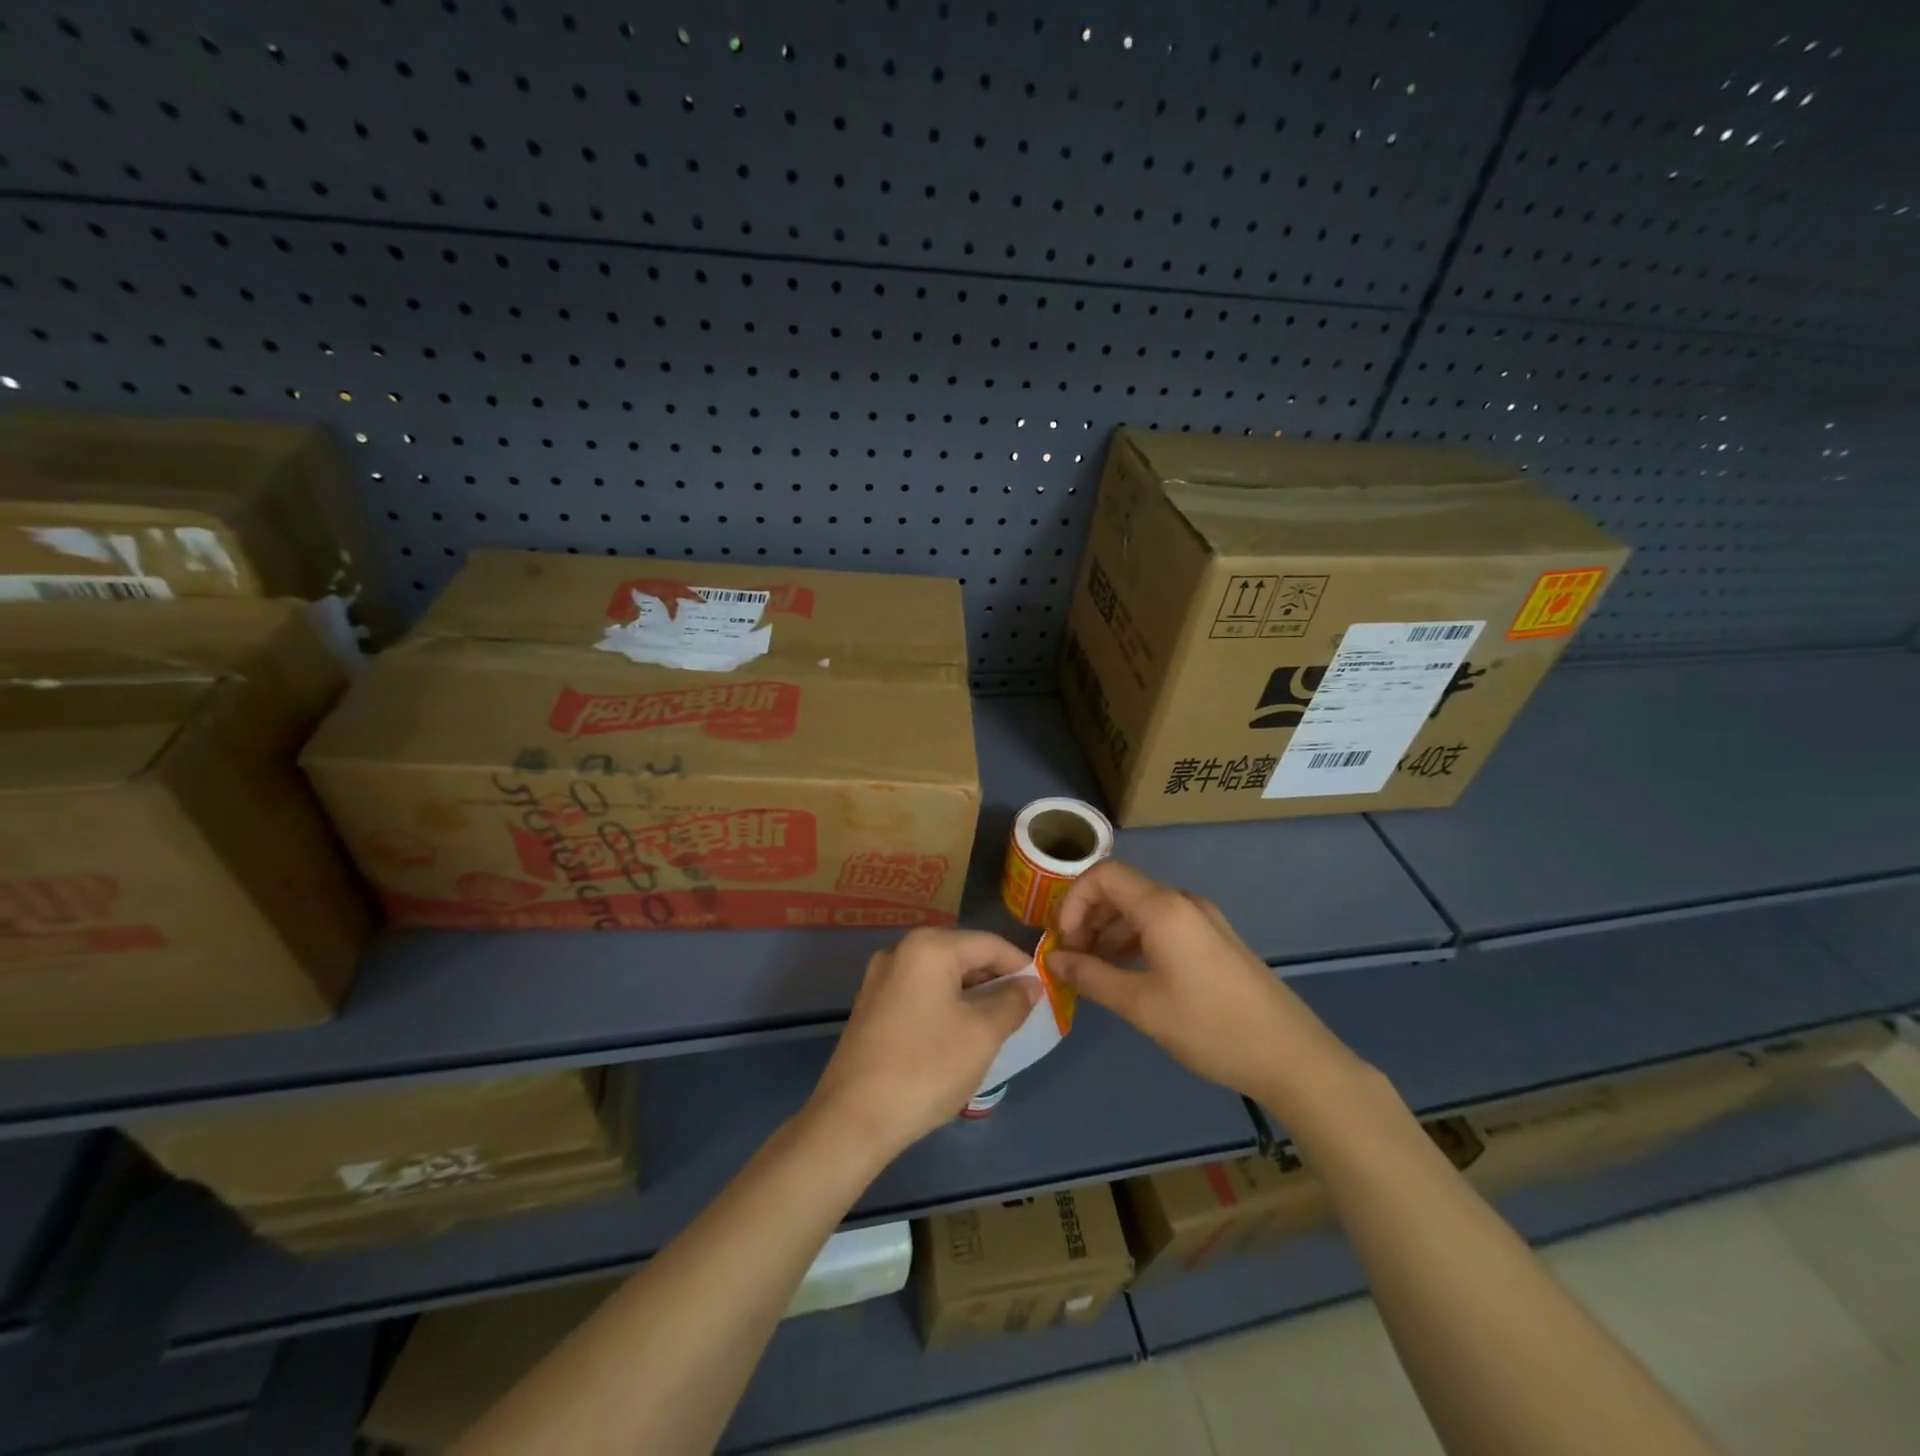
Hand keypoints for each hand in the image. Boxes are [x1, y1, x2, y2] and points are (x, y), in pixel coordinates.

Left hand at [806, 928, 1039, 1160]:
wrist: (853, 1118)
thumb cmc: (926, 1068)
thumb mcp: (982, 1035)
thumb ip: (1012, 1003)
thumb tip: (1030, 986)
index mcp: (929, 947)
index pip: (989, 944)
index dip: (1021, 965)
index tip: (1045, 990)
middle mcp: (900, 951)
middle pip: (962, 955)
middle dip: (995, 979)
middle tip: (1023, 1010)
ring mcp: (880, 978)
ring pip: (940, 976)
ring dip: (970, 995)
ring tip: (996, 1024)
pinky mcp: (870, 1006)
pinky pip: (919, 993)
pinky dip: (945, 1005)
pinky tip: (958, 1035)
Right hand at [1050, 859, 1352, 1103]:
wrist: (1292, 1056)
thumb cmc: (1210, 1027)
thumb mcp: (1141, 1006)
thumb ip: (1091, 977)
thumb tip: (1053, 960)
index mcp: (1163, 908)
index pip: (1103, 876)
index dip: (1073, 901)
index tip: (1064, 941)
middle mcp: (1183, 902)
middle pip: (1121, 889)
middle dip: (1089, 917)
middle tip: (1074, 958)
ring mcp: (1204, 919)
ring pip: (1142, 908)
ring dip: (1111, 930)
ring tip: (1097, 970)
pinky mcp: (1216, 939)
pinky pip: (1165, 924)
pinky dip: (1137, 939)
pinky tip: (1131, 973)